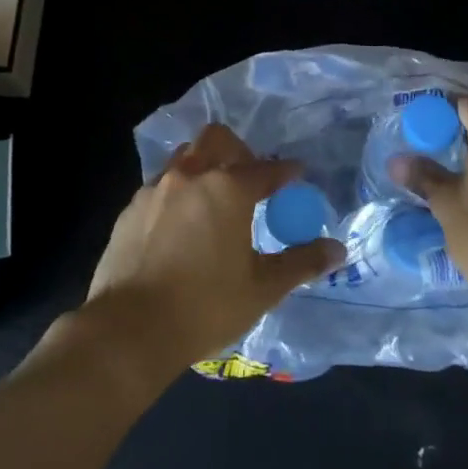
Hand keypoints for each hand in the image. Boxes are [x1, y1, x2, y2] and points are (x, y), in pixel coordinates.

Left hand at [78, 124, 344, 384]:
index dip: (286, 170)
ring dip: (204, 166)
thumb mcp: (262, 288)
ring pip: (185, 157)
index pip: (266, 169)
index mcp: (227, 189)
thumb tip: (337, 249)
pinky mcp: (130, 208)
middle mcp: (190, 176)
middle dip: (239, 150)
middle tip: (250, 178)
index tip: (296, 174)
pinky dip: (178, 192)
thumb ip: (301, 263)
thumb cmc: (205, 306)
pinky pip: (161, 184)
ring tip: (214, 199)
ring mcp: (155, 188)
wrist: (130, 328)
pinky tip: (181, 225)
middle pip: (217, 139)